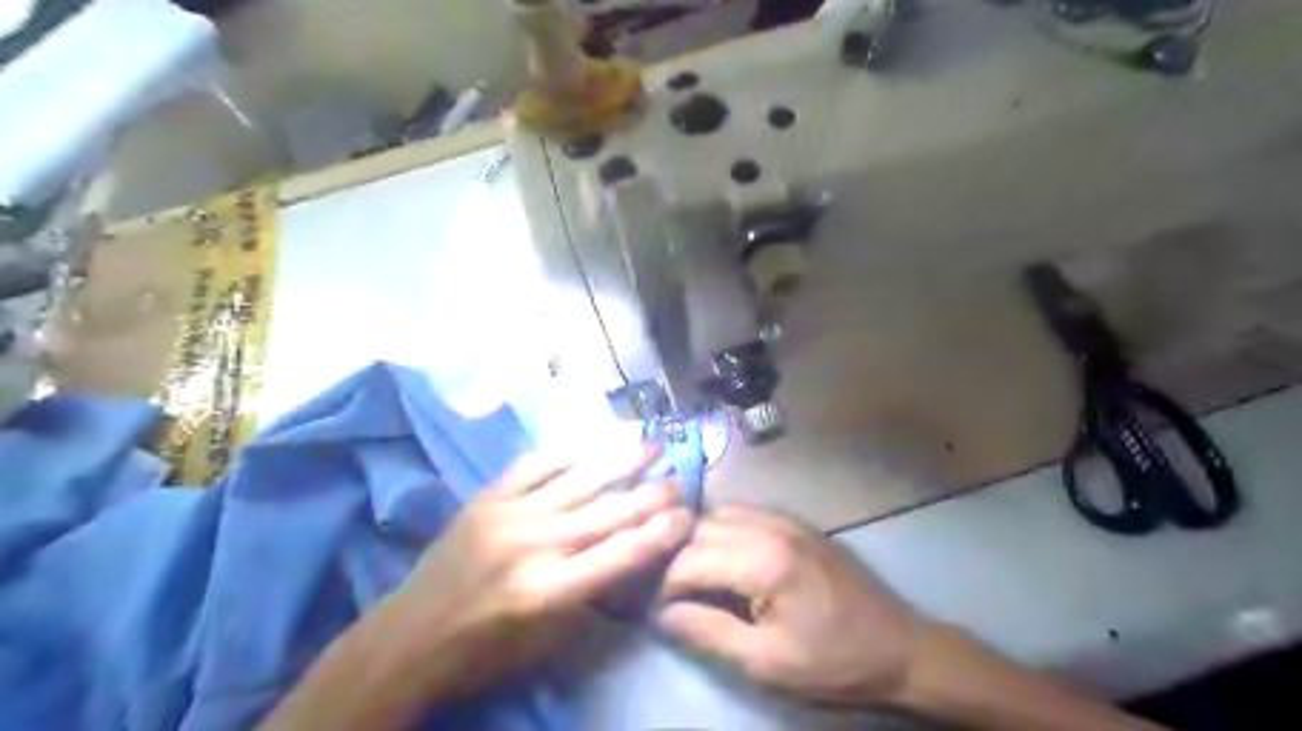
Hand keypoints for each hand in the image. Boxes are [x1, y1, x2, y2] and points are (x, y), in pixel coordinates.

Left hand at [383, 447, 689, 698]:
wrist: (410, 637)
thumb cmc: (486, 651)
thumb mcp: (548, 642)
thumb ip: (591, 595)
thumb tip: (629, 554)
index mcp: (550, 591)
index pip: (622, 554)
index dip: (662, 533)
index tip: (689, 516)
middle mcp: (533, 544)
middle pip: (608, 511)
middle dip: (652, 494)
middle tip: (681, 479)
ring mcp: (508, 514)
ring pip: (579, 478)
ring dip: (621, 460)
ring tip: (652, 444)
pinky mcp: (487, 497)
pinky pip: (535, 464)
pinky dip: (569, 454)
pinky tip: (591, 446)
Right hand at [658, 506, 918, 705]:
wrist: (899, 647)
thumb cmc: (833, 662)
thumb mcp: (766, 662)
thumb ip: (709, 632)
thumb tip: (664, 613)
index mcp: (764, 562)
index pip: (691, 559)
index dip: (666, 584)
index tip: (656, 608)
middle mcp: (771, 527)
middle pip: (701, 528)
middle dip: (677, 558)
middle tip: (670, 592)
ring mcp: (786, 520)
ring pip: (721, 513)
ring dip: (699, 539)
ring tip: (693, 574)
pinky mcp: (797, 523)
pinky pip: (745, 512)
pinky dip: (723, 529)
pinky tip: (724, 556)